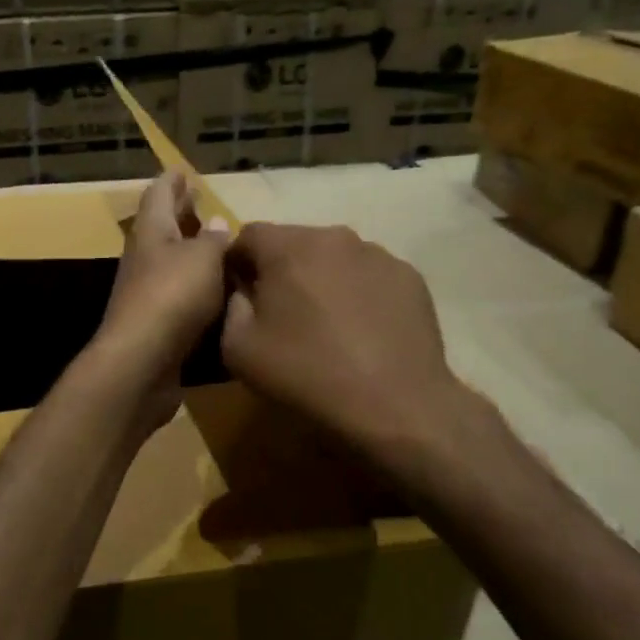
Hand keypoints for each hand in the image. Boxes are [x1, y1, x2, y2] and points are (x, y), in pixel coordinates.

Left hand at [88, 172, 231, 428]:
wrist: (141, 362)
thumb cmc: (172, 296)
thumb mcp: (203, 258)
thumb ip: (212, 240)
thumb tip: (215, 222)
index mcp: (151, 232)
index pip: (158, 196)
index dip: (171, 182)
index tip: (181, 171)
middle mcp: (144, 258)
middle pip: (161, 228)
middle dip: (179, 214)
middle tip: (197, 201)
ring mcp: (146, 293)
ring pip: (169, 262)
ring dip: (188, 250)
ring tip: (213, 243)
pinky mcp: (155, 324)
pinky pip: (177, 294)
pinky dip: (194, 285)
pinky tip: (213, 290)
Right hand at [222, 222, 474, 464]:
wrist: (394, 405)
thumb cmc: (307, 373)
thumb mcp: (238, 349)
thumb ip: (230, 307)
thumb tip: (243, 291)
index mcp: (288, 247)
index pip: (248, 235)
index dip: (237, 263)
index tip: (240, 297)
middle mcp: (334, 237)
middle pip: (294, 243)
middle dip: (281, 270)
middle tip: (281, 315)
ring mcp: (378, 255)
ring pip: (334, 258)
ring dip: (322, 280)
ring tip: (326, 325)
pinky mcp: (410, 277)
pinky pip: (369, 277)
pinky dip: (359, 294)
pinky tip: (362, 332)